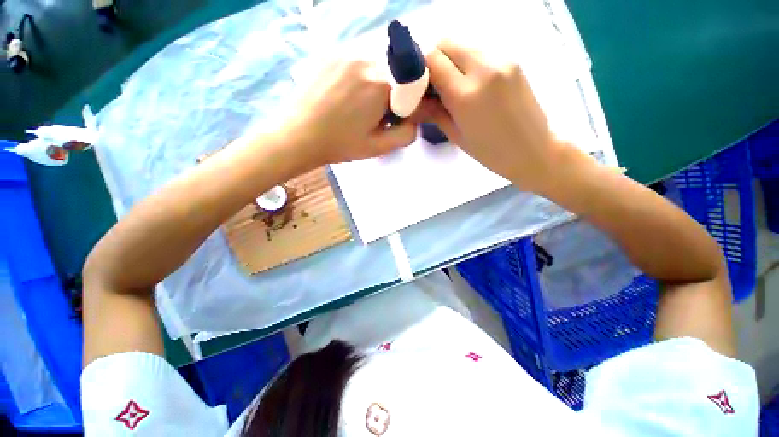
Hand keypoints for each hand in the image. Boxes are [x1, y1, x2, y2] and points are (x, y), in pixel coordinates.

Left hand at [283, 60, 417, 166]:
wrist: (298, 136)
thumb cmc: (339, 145)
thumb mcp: (378, 147)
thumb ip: (405, 134)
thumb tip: (414, 121)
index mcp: (380, 85)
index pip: (409, 87)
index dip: (405, 105)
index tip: (393, 119)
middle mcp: (365, 61)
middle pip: (393, 75)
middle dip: (390, 95)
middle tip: (373, 117)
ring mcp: (345, 55)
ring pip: (375, 68)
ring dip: (374, 86)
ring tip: (356, 107)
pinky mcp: (330, 56)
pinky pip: (357, 65)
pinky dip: (359, 79)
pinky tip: (344, 97)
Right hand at [419, 40, 572, 191]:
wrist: (534, 150)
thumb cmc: (491, 152)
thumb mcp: (455, 136)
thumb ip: (433, 112)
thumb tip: (414, 101)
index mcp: (466, 94)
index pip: (432, 59)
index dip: (419, 69)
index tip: (417, 86)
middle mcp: (484, 68)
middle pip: (446, 43)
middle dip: (433, 60)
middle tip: (433, 85)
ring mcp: (502, 60)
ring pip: (464, 45)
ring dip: (451, 61)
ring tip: (453, 87)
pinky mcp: (513, 60)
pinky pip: (481, 52)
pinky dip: (468, 63)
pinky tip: (473, 85)